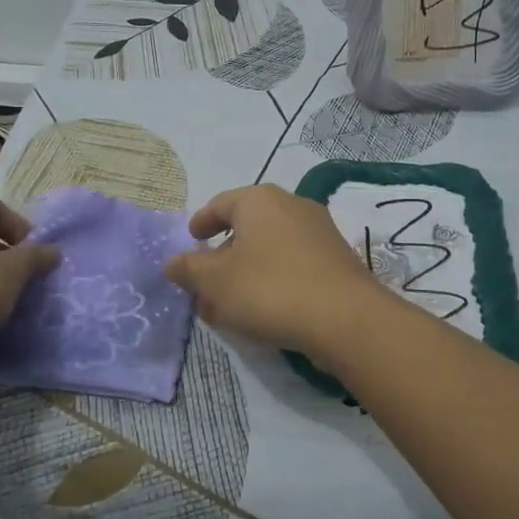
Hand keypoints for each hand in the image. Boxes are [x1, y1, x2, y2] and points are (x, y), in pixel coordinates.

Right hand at [164, 184, 396, 360]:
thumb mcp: (216, 282)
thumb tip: (173, 262)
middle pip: (247, 226)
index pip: (220, 204)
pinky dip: (273, 279)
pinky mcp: (337, 258)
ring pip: (270, 247)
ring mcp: (319, 230)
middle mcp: (292, 205)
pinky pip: (293, 263)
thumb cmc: (270, 289)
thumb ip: (189, 269)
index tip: (191, 239)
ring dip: (247, 271)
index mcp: (259, 200)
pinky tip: (264, 309)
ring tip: (231, 304)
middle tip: (206, 281)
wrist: (346, 318)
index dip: (201, 222)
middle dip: (223, 254)